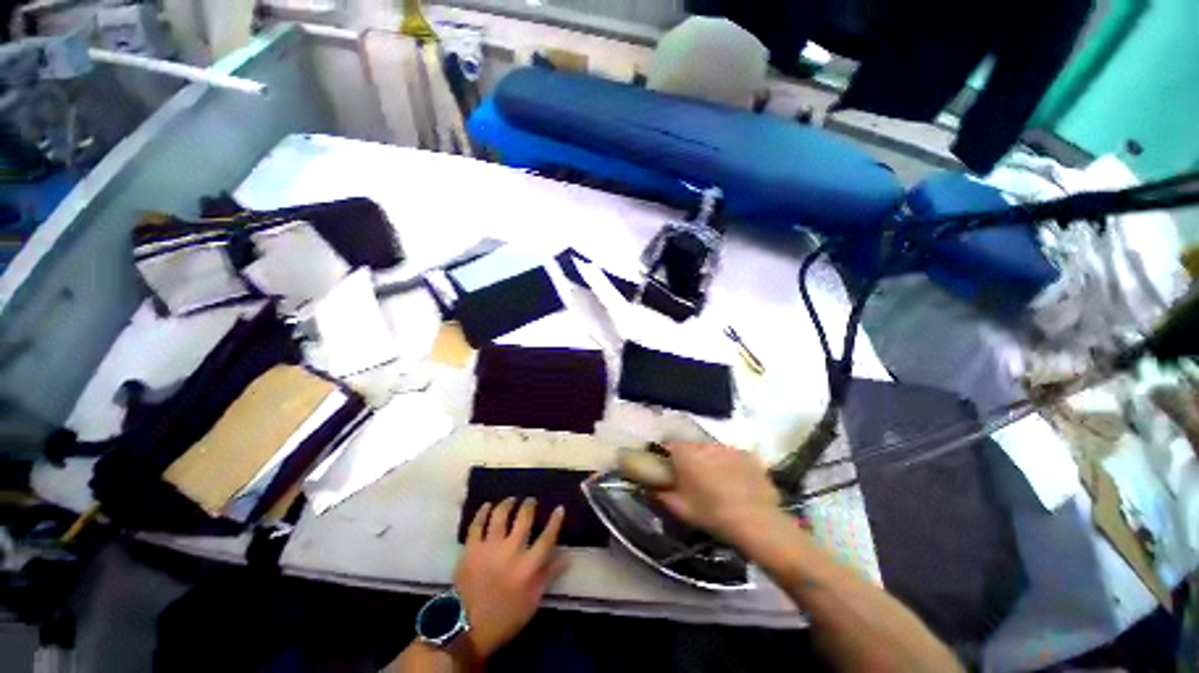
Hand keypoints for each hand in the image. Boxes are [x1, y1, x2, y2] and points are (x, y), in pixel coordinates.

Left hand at [454, 498, 567, 659]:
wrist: (466, 628)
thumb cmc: (504, 617)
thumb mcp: (532, 602)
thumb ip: (548, 576)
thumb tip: (566, 557)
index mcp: (528, 566)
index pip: (547, 537)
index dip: (555, 521)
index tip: (559, 508)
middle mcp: (511, 550)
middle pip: (524, 518)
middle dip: (529, 505)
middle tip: (531, 500)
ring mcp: (490, 547)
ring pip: (501, 515)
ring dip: (507, 504)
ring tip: (510, 500)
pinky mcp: (471, 548)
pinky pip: (477, 523)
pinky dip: (483, 512)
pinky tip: (487, 506)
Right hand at [654, 442, 781, 542]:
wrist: (756, 522)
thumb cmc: (711, 513)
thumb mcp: (679, 508)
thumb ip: (659, 494)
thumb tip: (649, 487)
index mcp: (685, 453)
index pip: (667, 446)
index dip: (665, 457)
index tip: (667, 471)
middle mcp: (705, 444)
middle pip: (691, 447)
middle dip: (689, 459)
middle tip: (692, 479)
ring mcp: (729, 447)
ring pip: (712, 451)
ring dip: (710, 461)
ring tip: (716, 482)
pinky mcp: (748, 455)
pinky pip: (732, 456)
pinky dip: (730, 465)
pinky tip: (736, 483)